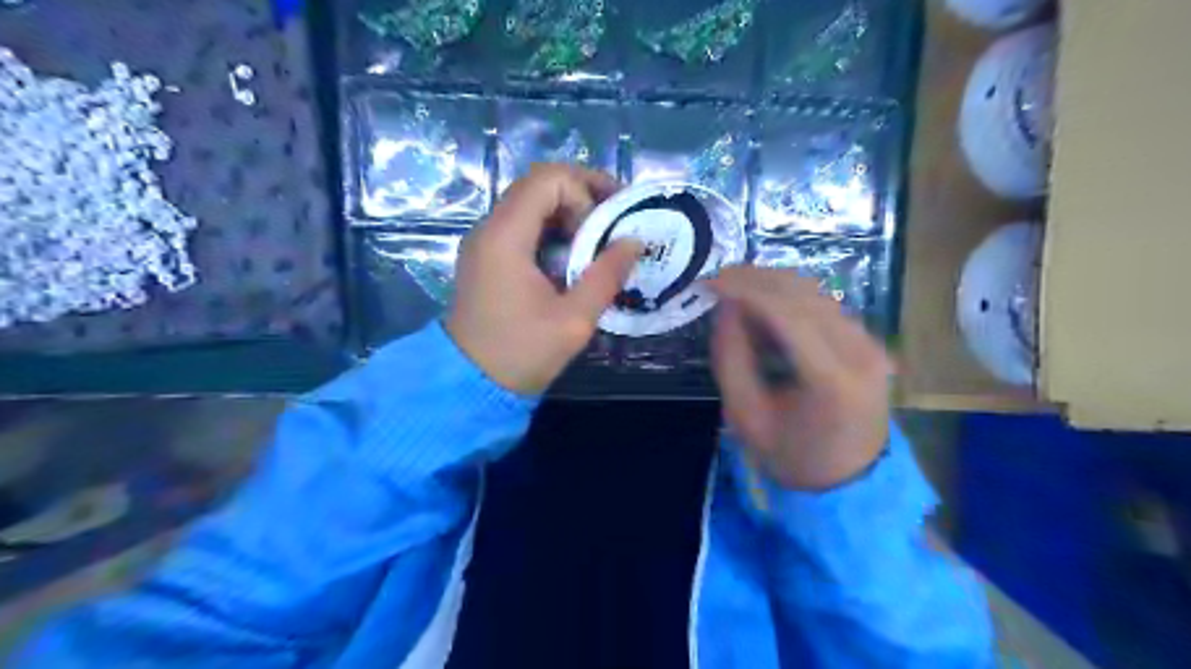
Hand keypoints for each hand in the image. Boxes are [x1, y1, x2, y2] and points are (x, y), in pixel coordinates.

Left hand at [446, 163, 643, 393]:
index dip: (586, 190)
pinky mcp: (486, 257)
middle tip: (613, 220)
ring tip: (597, 241)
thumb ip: (606, 276)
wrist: (468, 384)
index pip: (549, 179)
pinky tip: (571, 257)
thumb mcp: (573, 320)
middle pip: (538, 184)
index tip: (607, 226)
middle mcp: (489, 228)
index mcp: (506, 237)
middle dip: (581, 194)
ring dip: (568, 212)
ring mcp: (484, 242)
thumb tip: (634, 241)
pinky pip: (521, 226)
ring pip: (530, 203)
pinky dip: (551, 229)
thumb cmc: (521, 353)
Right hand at [706, 267, 894, 490]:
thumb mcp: (746, 417)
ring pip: (816, 292)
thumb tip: (726, 308)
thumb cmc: (792, 455)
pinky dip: (790, 298)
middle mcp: (860, 352)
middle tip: (718, 279)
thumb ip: (731, 359)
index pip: (788, 315)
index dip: (746, 290)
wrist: (850, 481)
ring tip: (735, 291)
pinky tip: (764, 307)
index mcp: (832, 379)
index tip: (710, 282)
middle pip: (805, 294)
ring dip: (772, 284)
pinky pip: (824, 305)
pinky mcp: (869, 341)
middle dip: (756, 278)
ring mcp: (870, 343)